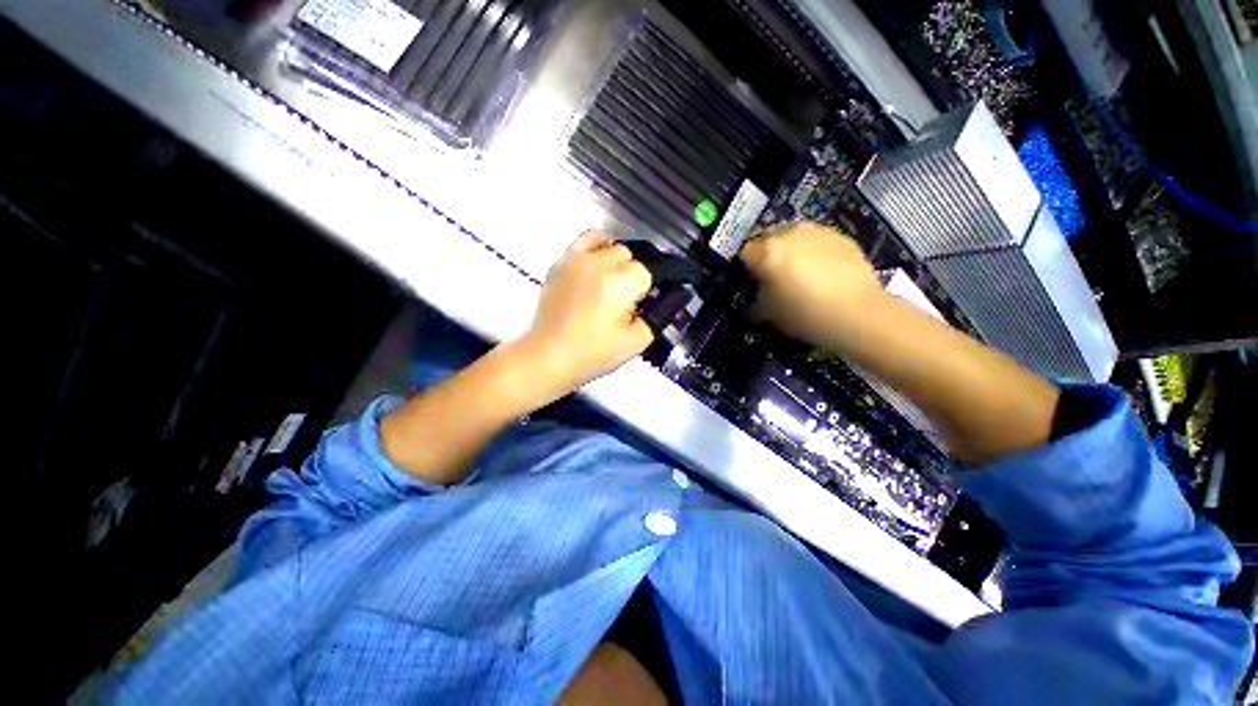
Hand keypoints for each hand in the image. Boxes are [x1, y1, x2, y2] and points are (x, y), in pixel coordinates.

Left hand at [520, 231, 654, 394]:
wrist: (548, 356)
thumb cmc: (594, 354)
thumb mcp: (637, 341)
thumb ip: (660, 315)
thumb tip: (673, 296)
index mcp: (621, 284)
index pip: (652, 270)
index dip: (657, 285)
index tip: (656, 298)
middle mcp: (601, 263)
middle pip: (633, 256)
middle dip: (637, 276)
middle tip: (632, 299)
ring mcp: (578, 259)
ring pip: (612, 245)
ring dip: (619, 261)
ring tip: (616, 281)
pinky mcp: (561, 262)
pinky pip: (586, 240)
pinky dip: (598, 246)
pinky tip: (598, 264)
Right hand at [739, 221, 884, 351]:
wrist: (859, 315)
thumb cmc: (806, 315)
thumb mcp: (768, 313)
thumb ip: (756, 297)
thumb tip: (757, 292)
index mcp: (768, 252)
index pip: (744, 252)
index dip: (746, 267)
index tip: (751, 280)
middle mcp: (790, 233)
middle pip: (768, 238)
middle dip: (766, 254)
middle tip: (772, 276)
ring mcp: (817, 232)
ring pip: (793, 236)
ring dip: (790, 250)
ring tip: (798, 272)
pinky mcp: (840, 237)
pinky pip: (816, 241)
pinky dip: (812, 251)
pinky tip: (821, 272)